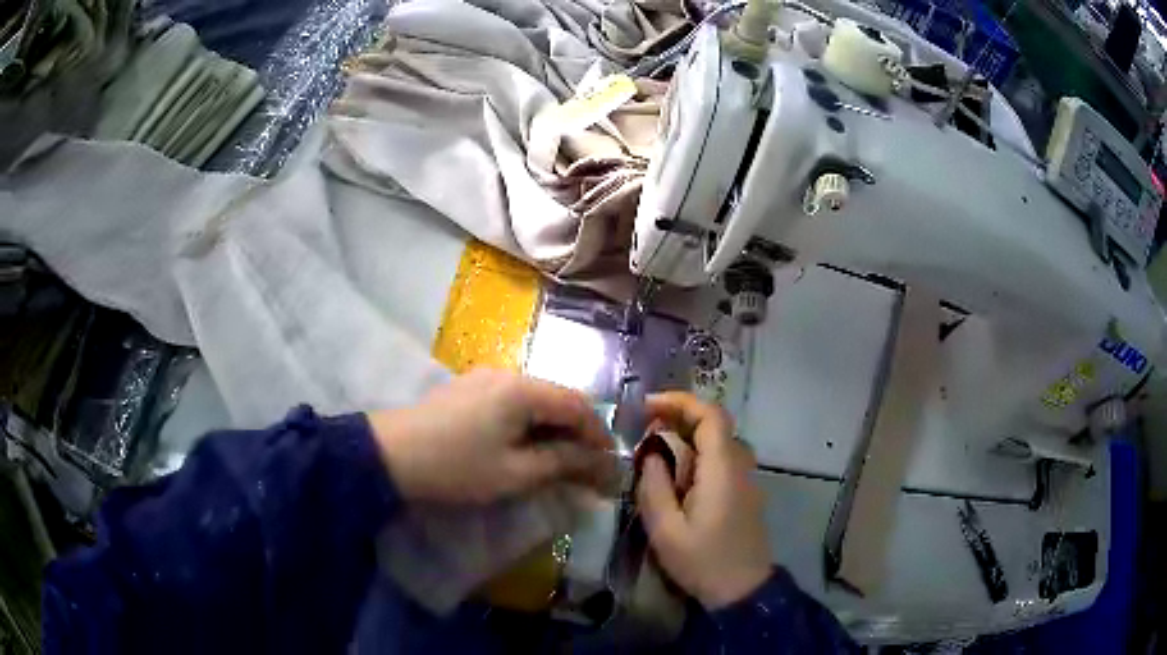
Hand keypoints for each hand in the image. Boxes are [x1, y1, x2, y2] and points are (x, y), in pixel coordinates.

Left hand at [367, 369, 614, 504]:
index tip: (611, 465)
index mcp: (523, 389)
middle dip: (579, 432)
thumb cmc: (457, 467)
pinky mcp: (469, 388)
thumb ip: (562, 463)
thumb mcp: (515, 472)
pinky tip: (528, 445)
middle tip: (589, 466)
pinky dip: (531, 423)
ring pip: (537, 400)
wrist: (391, 455)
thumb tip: (600, 465)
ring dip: (555, 428)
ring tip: (562, 460)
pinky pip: (514, 401)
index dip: (600, 435)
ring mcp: (485, 378)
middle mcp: (508, 374)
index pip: (579, 405)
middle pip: (559, 398)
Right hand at [636, 392, 771, 608]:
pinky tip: (677, 475)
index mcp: (723, 469)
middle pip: (715, 424)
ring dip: (688, 436)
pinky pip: (723, 460)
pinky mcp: (745, 493)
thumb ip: (654, 486)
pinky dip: (698, 454)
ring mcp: (747, 479)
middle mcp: (740, 466)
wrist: (743, 591)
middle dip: (679, 417)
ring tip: (655, 449)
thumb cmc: (703, 562)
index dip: (680, 402)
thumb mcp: (665, 530)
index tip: (647, 406)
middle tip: (645, 428)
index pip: (710, 415)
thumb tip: (651, 454)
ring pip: (719, 442)